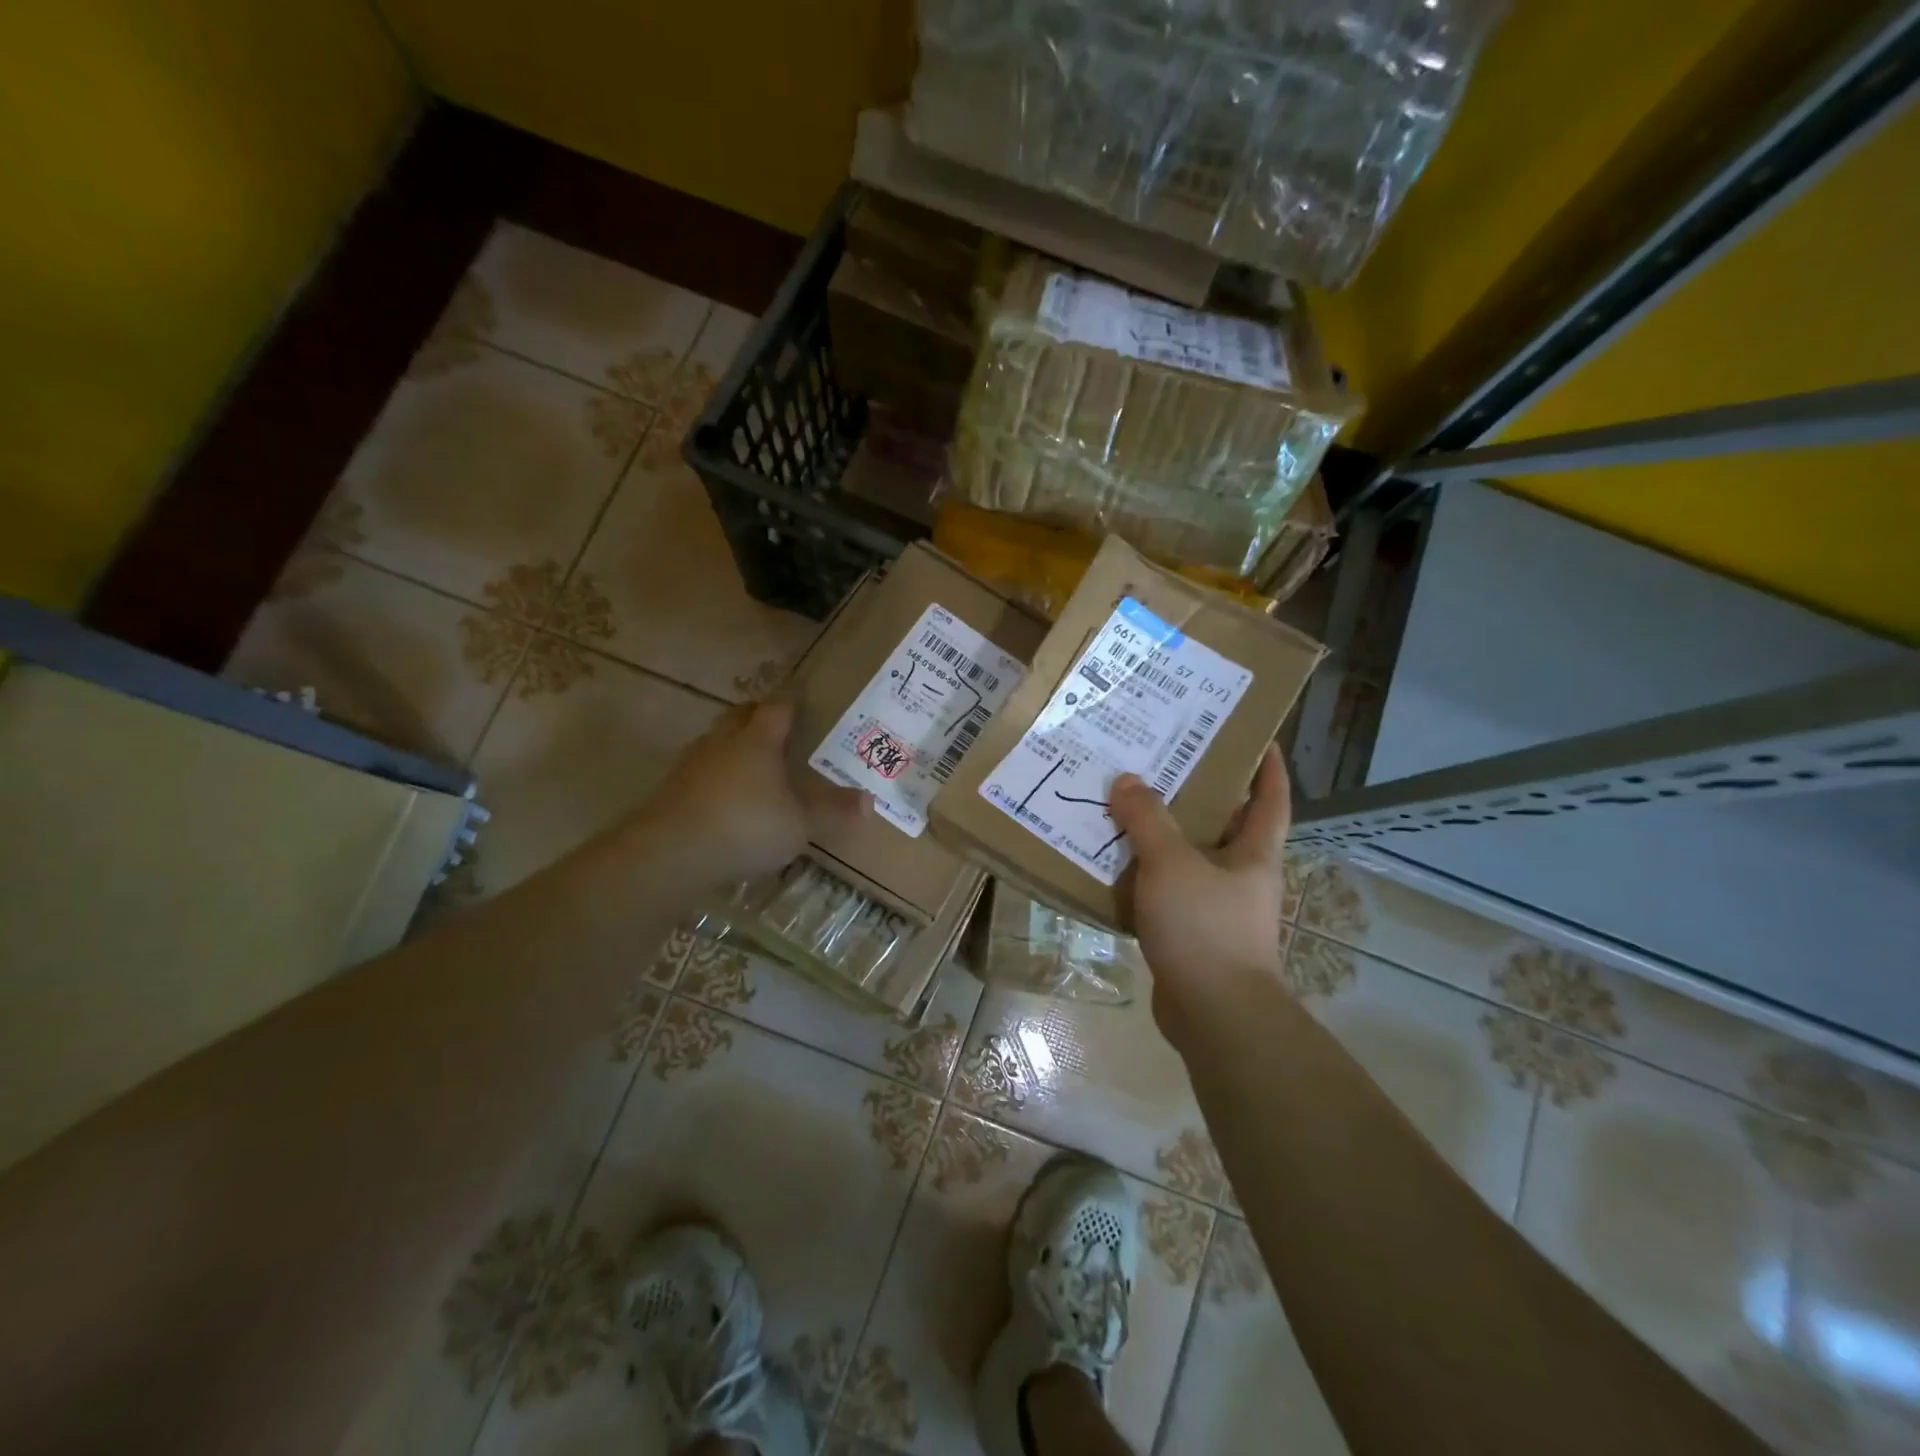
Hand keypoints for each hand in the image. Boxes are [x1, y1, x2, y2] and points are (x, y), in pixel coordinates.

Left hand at [639, 698, 867, 884]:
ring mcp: (693, 764)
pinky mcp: (672, 789)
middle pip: (740, 715)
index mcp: (758, 741)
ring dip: (732, 744)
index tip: (801, 695)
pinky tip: (725, 796)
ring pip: (716, 741)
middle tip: (776, 724)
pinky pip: (700, 770)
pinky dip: (715, 775)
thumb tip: (869, 801)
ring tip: (752, 761)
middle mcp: (723, 742)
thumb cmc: (746, 827)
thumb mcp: (800, 824)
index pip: (777, 708)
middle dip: (757, 715)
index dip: (791, 700)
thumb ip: (833, 812)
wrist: (671, 852)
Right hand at [1107, 744, 1290, 1038]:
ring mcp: (1217, 908)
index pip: (1271, 799)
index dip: (1268, 766)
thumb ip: (1148, 821)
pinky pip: (1166, 892)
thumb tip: (1127, 781)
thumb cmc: (1205, 928)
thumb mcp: (1172, 864)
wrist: (1214, 1015)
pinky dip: (1144, 876)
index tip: (1256, 736)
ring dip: (1163, 835)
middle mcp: (1242, 876)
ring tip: (1127, 804)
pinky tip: (1112, 863)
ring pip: (1189, 858)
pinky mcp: (1191, 934)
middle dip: (1200, 793)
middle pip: (1225, 824)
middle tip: (1163, 762)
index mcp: (1255, 853)